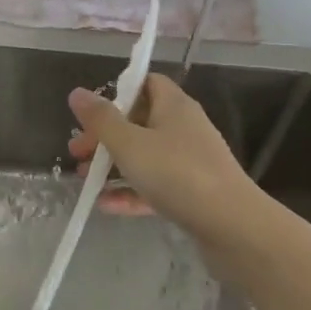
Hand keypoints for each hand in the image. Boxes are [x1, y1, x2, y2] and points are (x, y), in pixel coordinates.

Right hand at [66, 74, 265, 253]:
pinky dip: (132, 191)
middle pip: (139, 121)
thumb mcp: (130, 144)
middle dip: (106, 136)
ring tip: (85, 181)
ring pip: (146, 156)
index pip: (146, 83)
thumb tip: (76, 92)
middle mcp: (184, 127)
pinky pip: (156, 185)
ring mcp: (191, 162)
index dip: (118, 92)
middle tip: (78, 152)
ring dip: (115, 166)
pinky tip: (107, 206)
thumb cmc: (178, 174)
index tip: (93, 112)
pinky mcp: (194, 193)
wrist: (233, 227)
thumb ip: (101, 119)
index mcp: (173, 105)